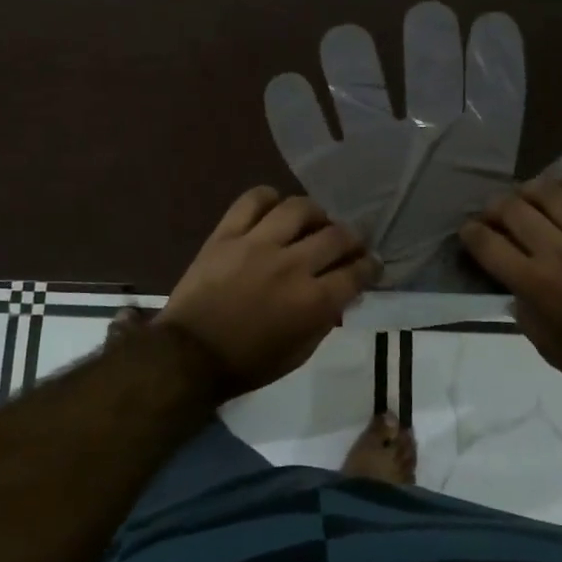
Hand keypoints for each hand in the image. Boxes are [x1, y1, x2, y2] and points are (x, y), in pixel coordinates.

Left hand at [159, 187, 378, 399]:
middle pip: (337, 235)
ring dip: (316, 213)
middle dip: (353, 238)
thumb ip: (324, 319)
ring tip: (314, 222)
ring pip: (299, 208)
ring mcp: (258, 244)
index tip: (373, 263)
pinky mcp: (227, 234)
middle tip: (350, 242)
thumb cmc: (247, 363)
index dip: (371, 266)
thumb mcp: (299, 353)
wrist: (189, 355)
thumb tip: (341, 294)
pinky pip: (252, 200)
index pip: (356, 272)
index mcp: (313, 301)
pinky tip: (274, 209)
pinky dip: (268, 198)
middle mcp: (292, 265)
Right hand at [458, 177, 561, 392]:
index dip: (470, 232)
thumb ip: (524, 312)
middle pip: (514, 210)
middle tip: (494, 212)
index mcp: (536, 284)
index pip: (488, 245)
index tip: (468, 230)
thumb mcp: (547, 347)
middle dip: (494, 206)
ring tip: (527, 195)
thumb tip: (515, 288)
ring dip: (530, 189)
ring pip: (551, 193)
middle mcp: (558, 252)